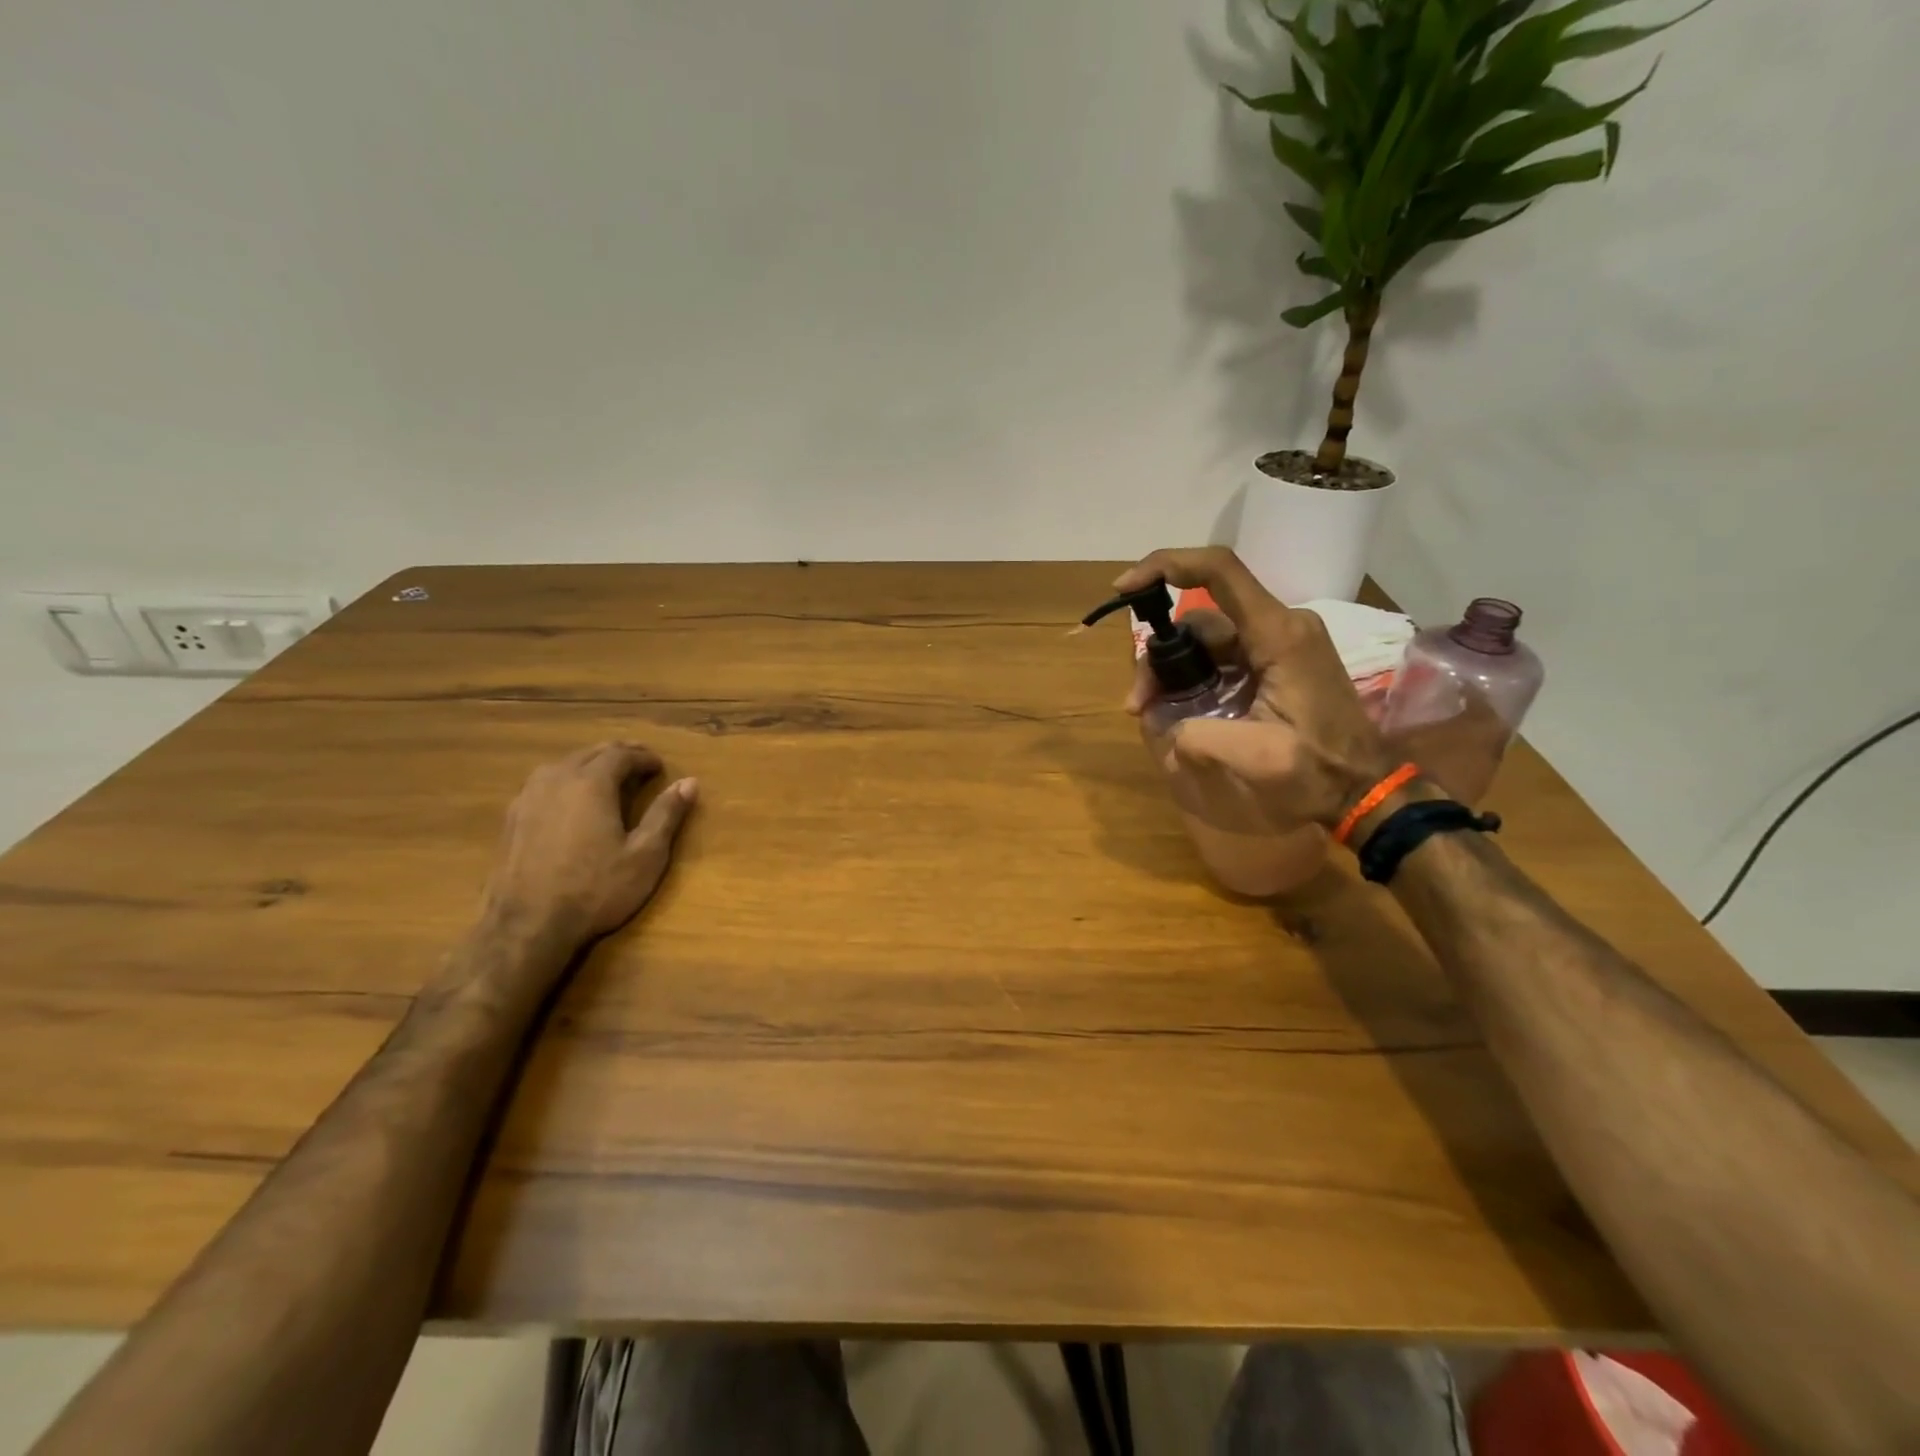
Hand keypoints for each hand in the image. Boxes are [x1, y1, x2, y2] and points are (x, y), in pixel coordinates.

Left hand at [481, 742, 698, 947]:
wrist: (527, 926)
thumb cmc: (596, 889)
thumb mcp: (645, 855)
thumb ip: (666, 814)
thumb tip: (689, 782)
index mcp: (591, 783)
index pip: (621, 754)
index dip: (644, 757)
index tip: (660, 767)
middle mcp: (556, 779)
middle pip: (590, 752)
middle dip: (618, 754)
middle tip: (639, 765)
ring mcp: (528, 797)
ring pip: (563, 765)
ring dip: (589, 765)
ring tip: (607, 779)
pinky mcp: (511, 818)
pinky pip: (543, 784)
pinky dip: (565, 782)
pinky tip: (571, 802)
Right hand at [1115, 547, 1398, 827]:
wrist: (1364, 790)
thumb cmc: (1318, 771)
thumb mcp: (1256, 759)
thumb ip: (1199, 738)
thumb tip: (1168, 729)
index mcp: (1279, 635)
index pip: (1219, 571)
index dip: (1165, 566)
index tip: (1125, 589)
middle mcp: (1280, 627)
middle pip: (1200, 620)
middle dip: (1159, 657)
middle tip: (1137, 706)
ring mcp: (1279, 644)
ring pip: (1206, 641)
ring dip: (1171, 672)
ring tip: (1150, 715)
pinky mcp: (1276, 663)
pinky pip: (1221, 658)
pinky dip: (1192, 679)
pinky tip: (1177, 713)